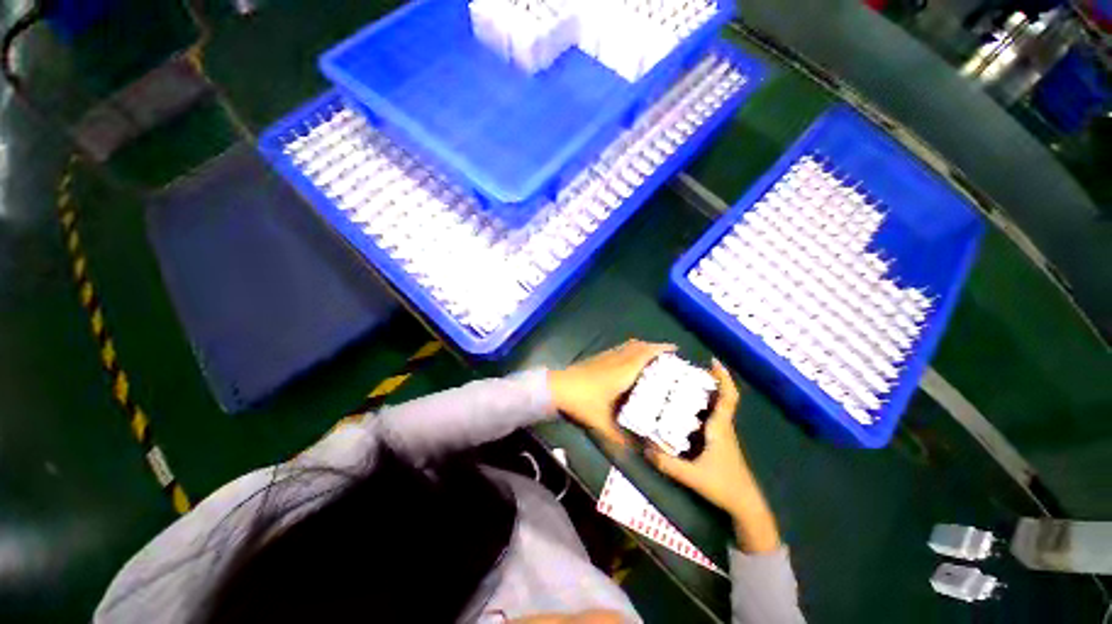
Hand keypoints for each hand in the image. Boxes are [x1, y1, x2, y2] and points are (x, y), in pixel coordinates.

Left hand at [548, 340, 675, 446]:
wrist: (557, 388)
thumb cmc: (582, 403)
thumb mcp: (603, 424)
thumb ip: (622, 439)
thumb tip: (640, 451)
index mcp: (623, 371)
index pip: (645, 354)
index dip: (661, 349)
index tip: (675, 350)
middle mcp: (616, 359)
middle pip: (639, 346)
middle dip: (654, 347)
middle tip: (667, 356)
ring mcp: (605, 356)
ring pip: (628, 345)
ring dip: (641, 347)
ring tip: (652, 357)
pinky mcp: (597, 358)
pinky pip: (619, 349)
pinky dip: (629, 350)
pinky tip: (628, 362)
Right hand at [647, 360, 780, 552]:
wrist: (745, 505)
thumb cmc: (723, 486)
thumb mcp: (693, 476)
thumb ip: (668, 463)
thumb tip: (644, 448)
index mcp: (720, 428)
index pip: (728, 397)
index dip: (724, 378)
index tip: (713, 361)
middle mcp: (722, 426)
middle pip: (720, 396)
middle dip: (707, 380)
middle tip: (686, 370)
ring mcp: (722, 433)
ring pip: (715, 406)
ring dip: (704, 392)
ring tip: (681, 384)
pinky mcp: (719, 441)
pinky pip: (711, 416)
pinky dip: (701, 407)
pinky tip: (683, 410)